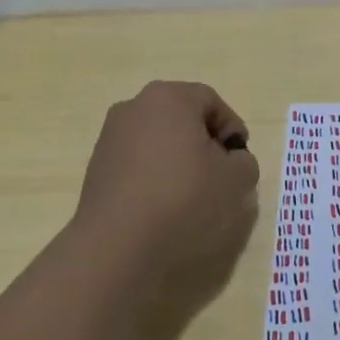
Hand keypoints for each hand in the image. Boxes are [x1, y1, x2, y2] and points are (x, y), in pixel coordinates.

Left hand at [76, 80, 259, 268]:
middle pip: (181, 117)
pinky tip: (162, 206)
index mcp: (169, 97)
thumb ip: (244, 162)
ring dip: (177, 160)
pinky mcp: (96, 166)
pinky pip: (137, 162)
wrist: (116, 243)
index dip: (232, 128)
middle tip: (219, 175)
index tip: (239, 160)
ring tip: (191, 195)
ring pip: (157, 140)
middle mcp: (135, 106)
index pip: (211, 102)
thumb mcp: (235, 180)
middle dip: (204, 142)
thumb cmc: (183, 198)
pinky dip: (154, 176)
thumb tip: (231, 161)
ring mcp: (111, 136)